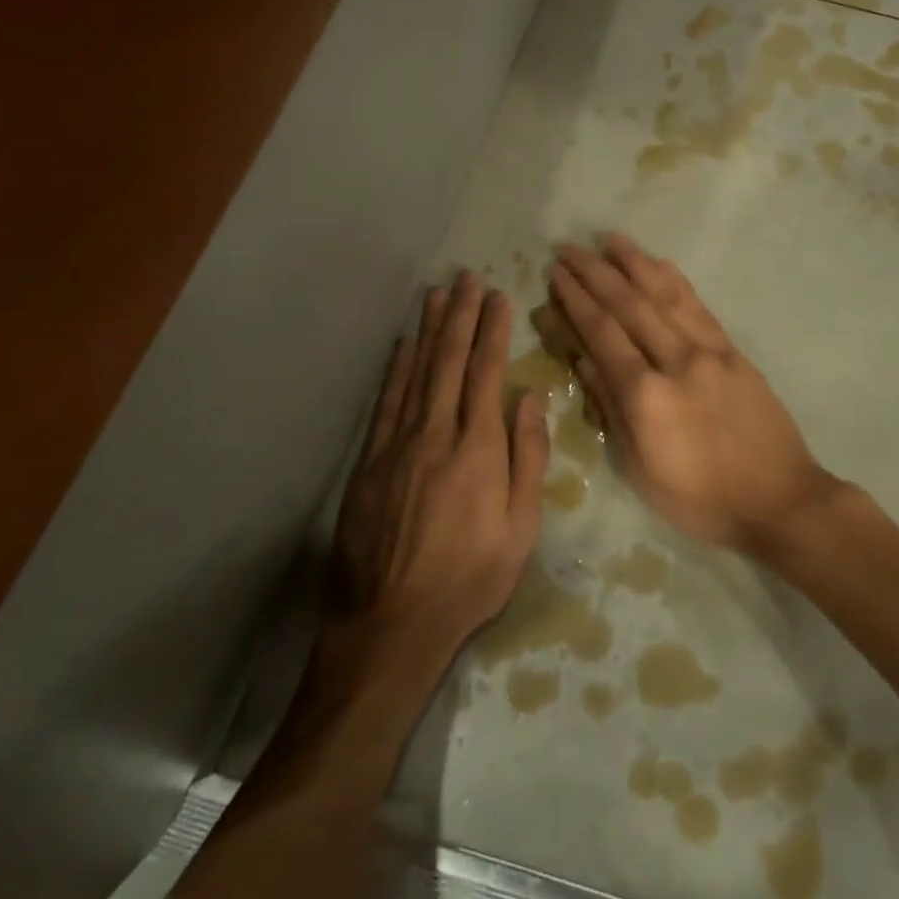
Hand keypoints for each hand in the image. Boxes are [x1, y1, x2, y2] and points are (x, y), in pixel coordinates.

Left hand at [330, 272, 549, 658]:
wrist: (394, 621)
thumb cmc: (472, 577)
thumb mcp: (522, 527)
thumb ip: (527, 458)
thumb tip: (530, 399)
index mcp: (479, 451)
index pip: (486, 375)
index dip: (492, 332)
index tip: (498, 297)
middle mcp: (436, 435)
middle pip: (448, 363)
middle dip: (459, 316)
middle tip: (466, 278)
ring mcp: (397, 446)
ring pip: (415, 374)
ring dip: (428, 330)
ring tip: (436, 294)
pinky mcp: (369, 462)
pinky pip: (386, 403)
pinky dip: (396, 369)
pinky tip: (403, 345)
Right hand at [548, 235, 839, 551]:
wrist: (780, 500)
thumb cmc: (702, 500)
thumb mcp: (641, 470)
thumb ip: (612, 410)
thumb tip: (583, 361)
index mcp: (646, 396)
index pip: (602, 335)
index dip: (576, 300)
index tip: (556, 273)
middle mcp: (676, 361)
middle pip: (629, 306)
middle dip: (595, 273)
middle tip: (569, 248)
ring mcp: (710, 352)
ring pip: (666, 296)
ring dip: (636, 264)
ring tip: (611, 239)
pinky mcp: (735, 352)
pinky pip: (700, 308)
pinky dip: (677, 282)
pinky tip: (662, 264)